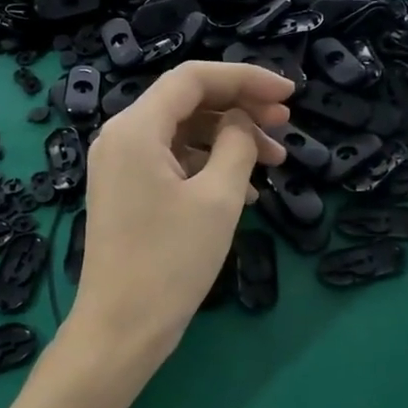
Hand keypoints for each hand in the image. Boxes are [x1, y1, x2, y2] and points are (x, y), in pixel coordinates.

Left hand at [70, 61, 291, 367]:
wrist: (121, 328)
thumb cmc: (170, 262)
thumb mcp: (218, 198)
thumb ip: (237, 145)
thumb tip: (242, 123)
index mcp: (135, 128)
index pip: (193, 78)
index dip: (245, 78)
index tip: (288, 94)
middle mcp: (120, 137)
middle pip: (187, 102)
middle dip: (240, 108)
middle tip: (285, 125)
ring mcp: (119, 166)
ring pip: (182, 133)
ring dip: (229, 140)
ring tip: (275, 162)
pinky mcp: (126, 192)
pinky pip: (171, 162)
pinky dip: (208, 166)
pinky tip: (245, 190)